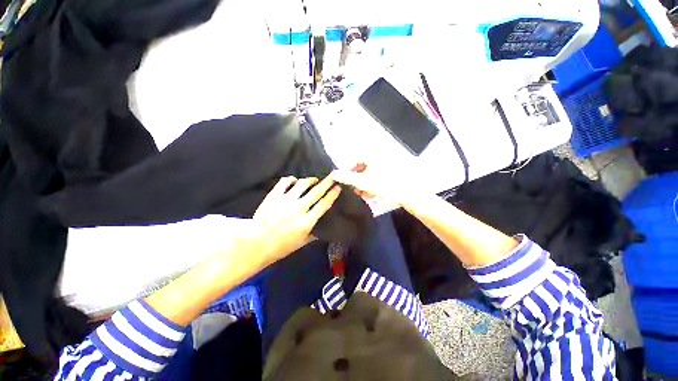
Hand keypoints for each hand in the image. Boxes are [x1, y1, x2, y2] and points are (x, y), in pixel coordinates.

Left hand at [250, 176, 341, 266]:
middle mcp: (298, 209)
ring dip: (311, 180)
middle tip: (333, 175)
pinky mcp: (274, 196)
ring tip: (314, 180)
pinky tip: (295, 181)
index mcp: (306, 222)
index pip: (324, 204)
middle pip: (316, 191)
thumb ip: (314, 234)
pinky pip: (285, 182)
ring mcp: (285, 201)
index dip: (332, 194)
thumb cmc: (280, 246)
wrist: (256, 243)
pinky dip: (292, 179)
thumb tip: (323, 228)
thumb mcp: (301, 243)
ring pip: (302, 184)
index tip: (338, 187)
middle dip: (327, 182)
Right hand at [331, 164, 419, 208]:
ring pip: (371, 173)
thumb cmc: (384, 184)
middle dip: (358, 180)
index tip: (348, 182)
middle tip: (357, 190)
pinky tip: (373, 193)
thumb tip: (333, 173)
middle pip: (363, 167)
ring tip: (365, 194)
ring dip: (365, 184)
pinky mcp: (394, 172)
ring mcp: (388, 164)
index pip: (355, 160)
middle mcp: (379, 157)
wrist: (409, 192)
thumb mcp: (363, 181)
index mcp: (372, 155)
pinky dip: (374, 183)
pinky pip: (379, 176)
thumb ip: (347, 177)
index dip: (349, 171)